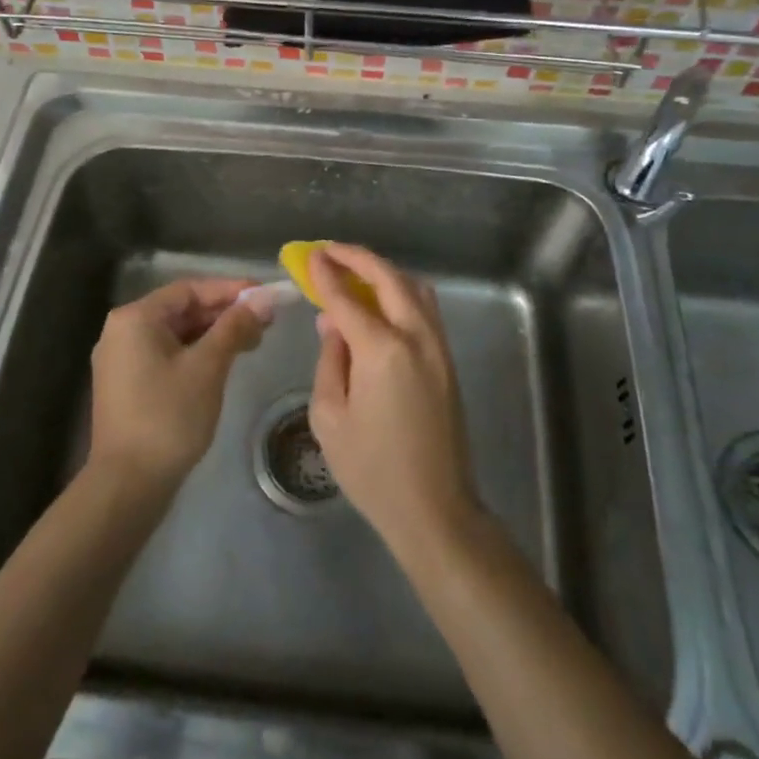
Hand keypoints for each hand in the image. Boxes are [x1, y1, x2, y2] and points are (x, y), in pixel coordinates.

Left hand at [88, 278, 266, 491]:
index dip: (230, 290)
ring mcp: (121, 359)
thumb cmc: (168, 417)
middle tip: (265, 322)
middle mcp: (122, 330)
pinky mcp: (127, 384)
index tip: (265, 295)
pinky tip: (224, 362)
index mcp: (135, 318)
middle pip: (182, 310)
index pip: (189, 289)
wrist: (128, 485)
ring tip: (252, 342)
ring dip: (213, 334)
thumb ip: (235, 327)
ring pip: (176, 334)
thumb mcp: (208, 367)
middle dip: (224, 314)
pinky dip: (196, 353)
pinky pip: (167, 354)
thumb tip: (263, 298)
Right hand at [306, 244, 481, 559]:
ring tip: (354, 271)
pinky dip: (401, 291)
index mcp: (382, 350)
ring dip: (383, 271)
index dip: (326, 274)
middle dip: (358, 258)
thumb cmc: (372, 469)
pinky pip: (424, 307)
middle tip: (330, 251)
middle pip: (388, 278)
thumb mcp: (329, 416)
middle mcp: (416, 337)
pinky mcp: (447, 359)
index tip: (310, 255)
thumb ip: (330, 359)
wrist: (434, 508)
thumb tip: (333, 323)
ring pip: (413, 288)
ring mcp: (438, 346)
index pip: (348, 298)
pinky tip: (380, 300)